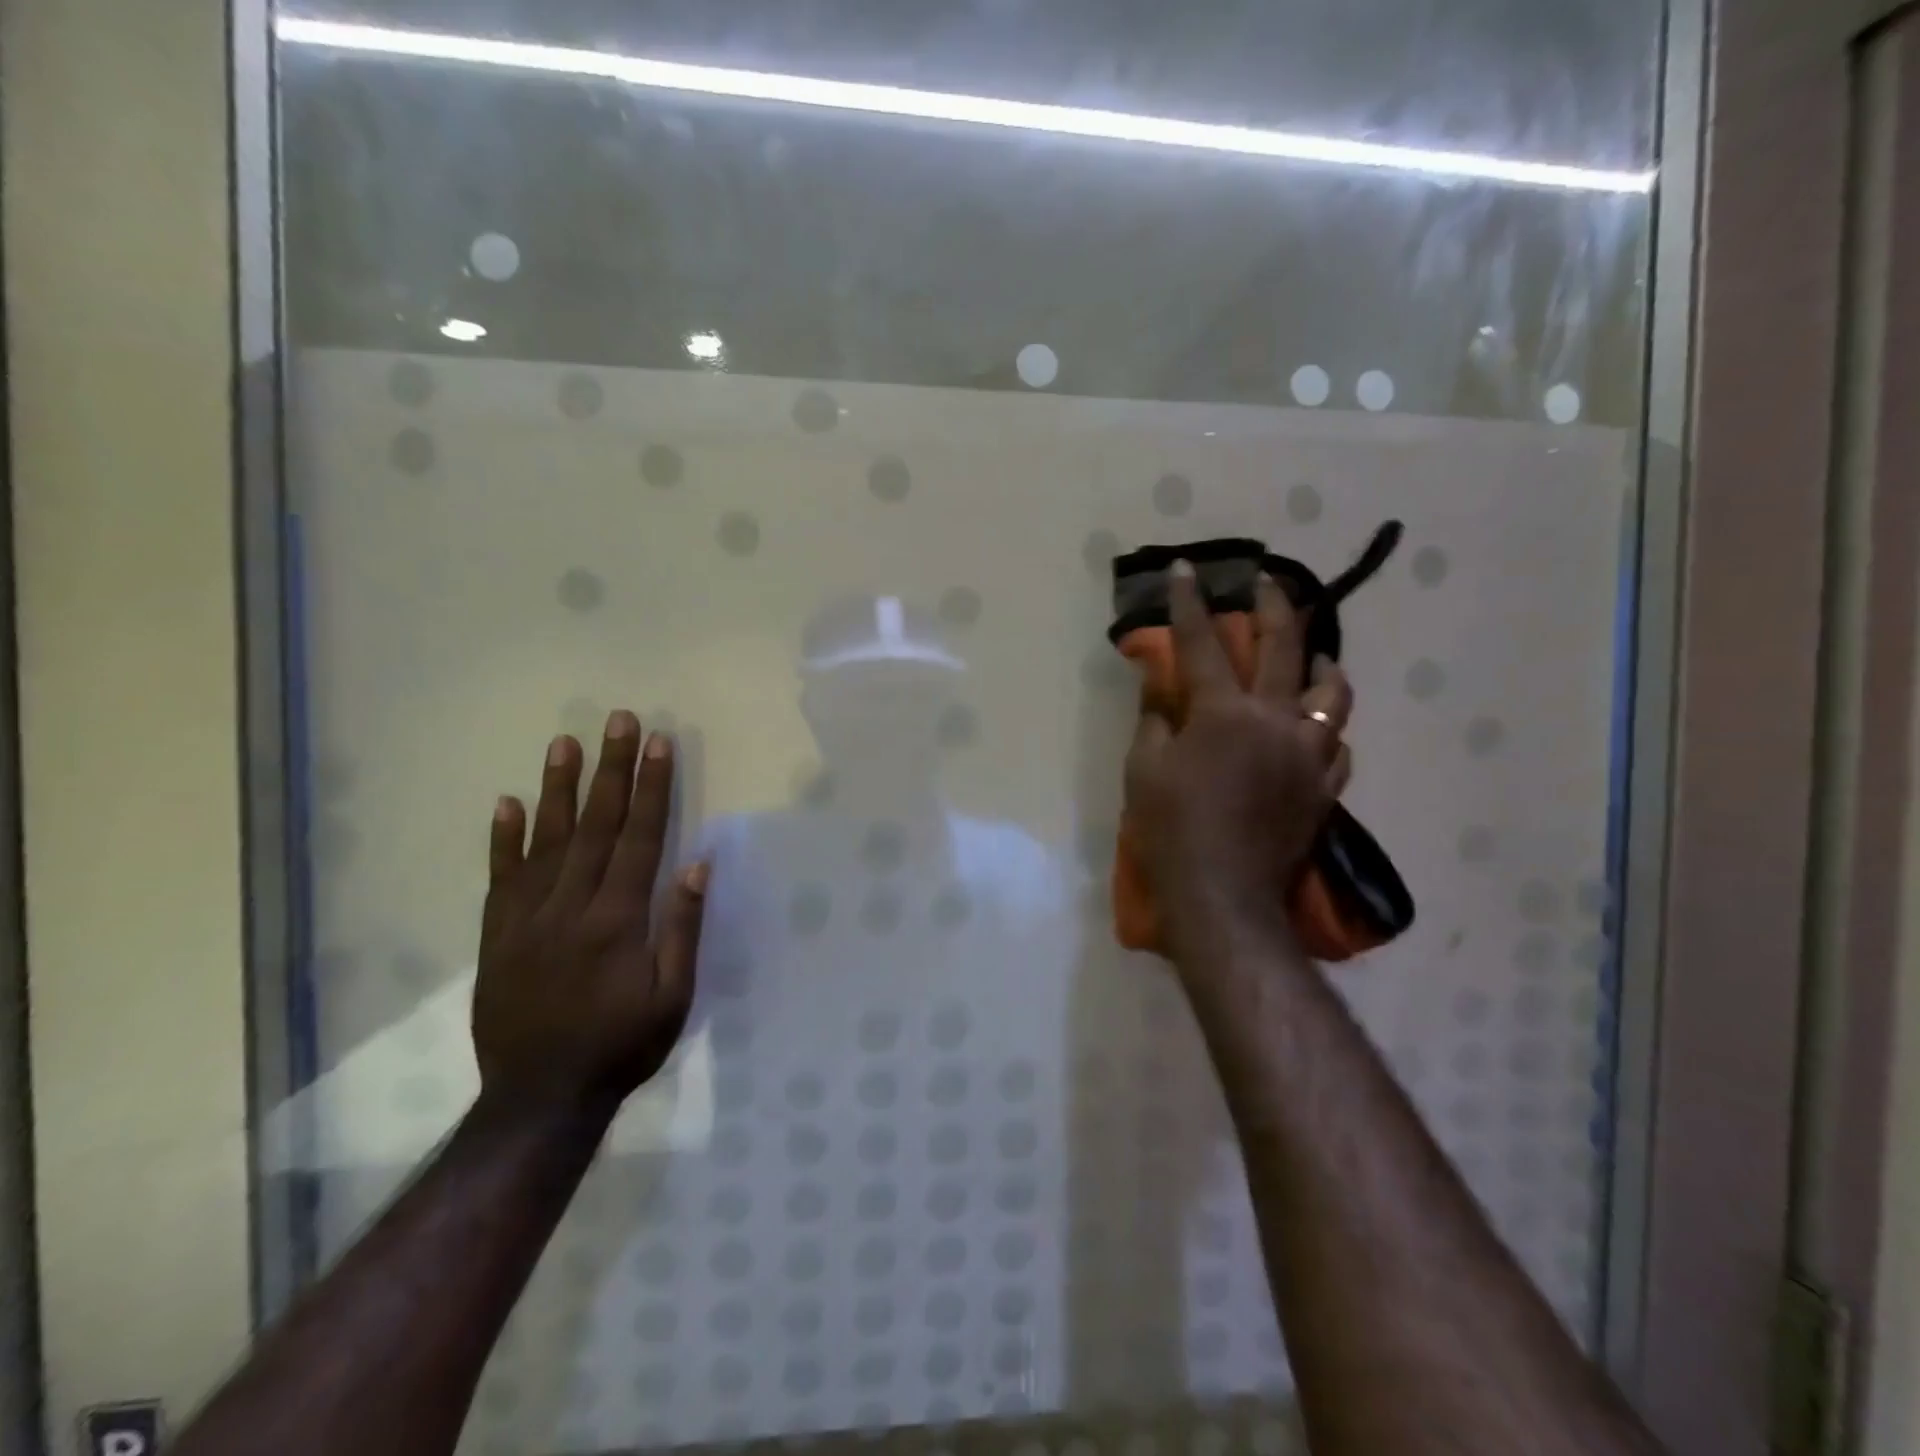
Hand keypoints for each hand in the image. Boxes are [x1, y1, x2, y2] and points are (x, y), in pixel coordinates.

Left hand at [472, 711, 707, 1117]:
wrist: (539, 1099)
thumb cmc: (621, 1046)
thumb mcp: (673, 996)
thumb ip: (682, 927)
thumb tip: (697, 863)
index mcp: (619, 919)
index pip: (640, 837)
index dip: (652, 787)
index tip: (658, 743)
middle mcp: (571, 907)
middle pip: (596, 825)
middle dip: (610, 769)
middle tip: (618, 720)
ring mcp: (528, 919)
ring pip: (545, 841)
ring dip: (557, 788)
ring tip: (564, 742)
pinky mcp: (497, 936)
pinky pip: (500, 878)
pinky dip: (502, 839)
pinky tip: (505, 803)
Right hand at [1125, 562, 1352, 949]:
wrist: (1223, 897)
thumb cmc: (1172, 831)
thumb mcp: (1143, 771)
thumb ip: (1155, 722)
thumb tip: (1162, 693)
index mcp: (1224, 714)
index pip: (1201, 644)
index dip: (1189, 603)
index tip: (1185, 568)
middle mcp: (1277, 721)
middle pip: (1285, 647)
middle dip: (1274, 606)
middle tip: (1267, 582)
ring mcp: (1311, 754)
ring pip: (1335, 693)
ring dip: (1322, 665)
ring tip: (1312, 658)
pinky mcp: (1326, 788)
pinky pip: (1339, 744)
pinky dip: (1325, 728)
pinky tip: (1312, 730)